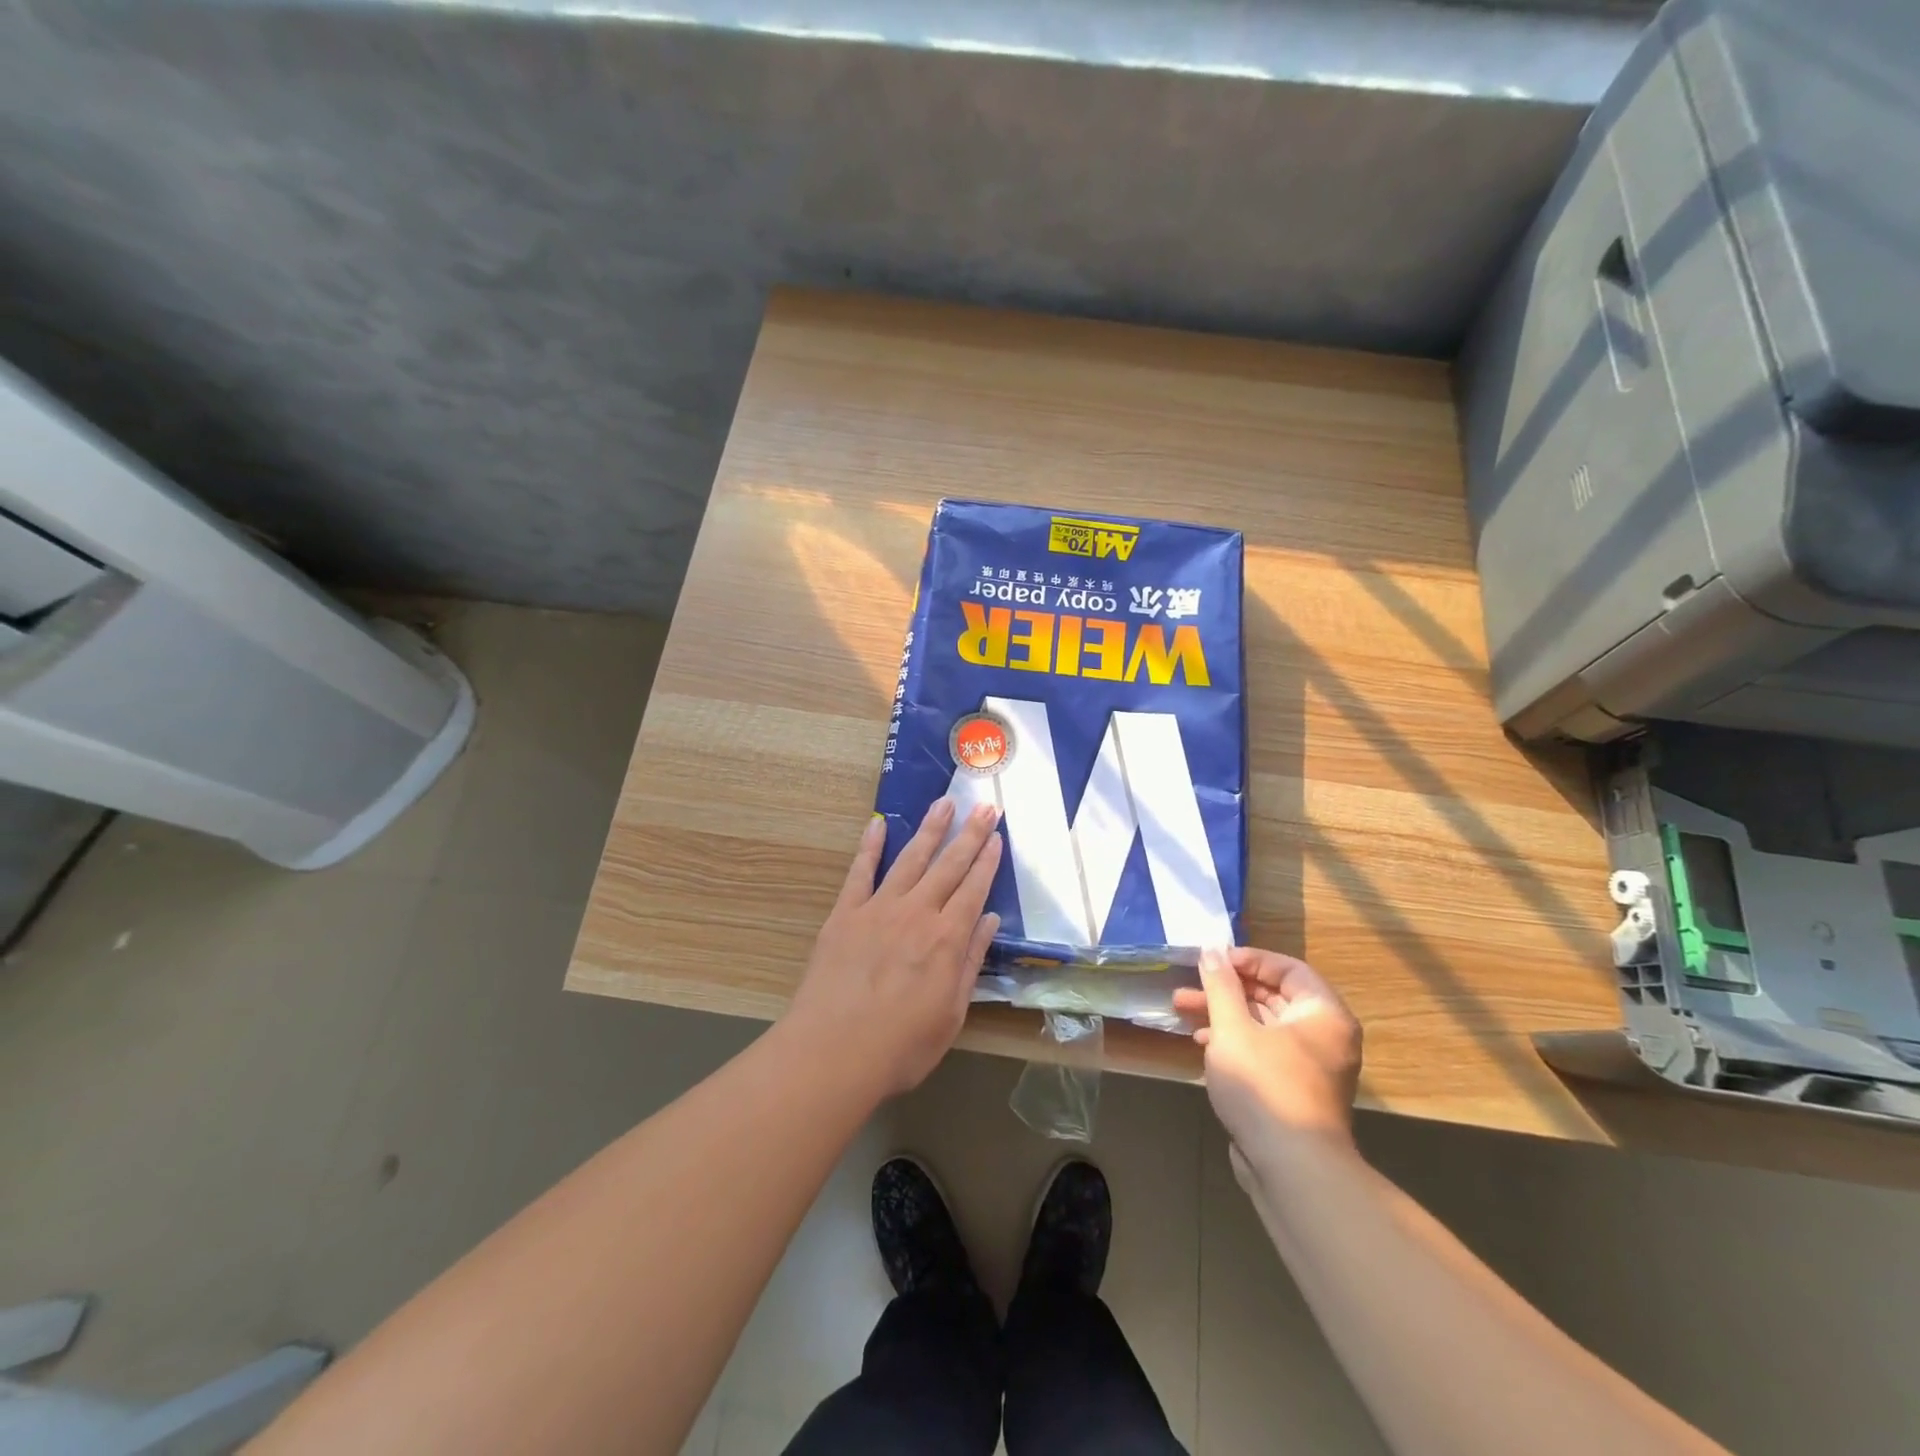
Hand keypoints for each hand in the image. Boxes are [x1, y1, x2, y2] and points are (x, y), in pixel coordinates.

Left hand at [787, 799, 1002, 1098]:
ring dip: (930, 829)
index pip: (974, 889)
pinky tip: (879, 824)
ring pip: (910, 859)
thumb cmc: (900, 1046)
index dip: (987, 861)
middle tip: (985, 806)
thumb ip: (970, 962)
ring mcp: (878, 909)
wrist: (832, 1052)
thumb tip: (990, 920)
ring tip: (944, 803)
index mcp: (946, 939)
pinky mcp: (845, 914)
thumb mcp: (950, 1013)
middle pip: (948, 865)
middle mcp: (916, 913)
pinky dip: (870, 846)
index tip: (997, 837)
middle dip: (970, 835)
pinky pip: (860, 872)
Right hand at [1173, 947, 1362, 1161]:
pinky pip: (1263, 1051)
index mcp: (1323, 1014)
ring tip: (1182, 1008)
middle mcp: (1324, 1036)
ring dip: (1223, 1014)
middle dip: (1226, 988)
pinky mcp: (1293, 1090)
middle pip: (1273, 996)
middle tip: (1190, 983)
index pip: (1287, 969)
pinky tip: (1201, 1043)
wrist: (1292, 1170)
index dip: (1248, 959)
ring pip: (1263, 1025)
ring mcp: (1310, 1066)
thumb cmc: (1265, 1086)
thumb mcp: (1233, 1028)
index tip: (1212, 959)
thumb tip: (1212, 949)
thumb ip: (1221, 986)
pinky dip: (1234, 1041)